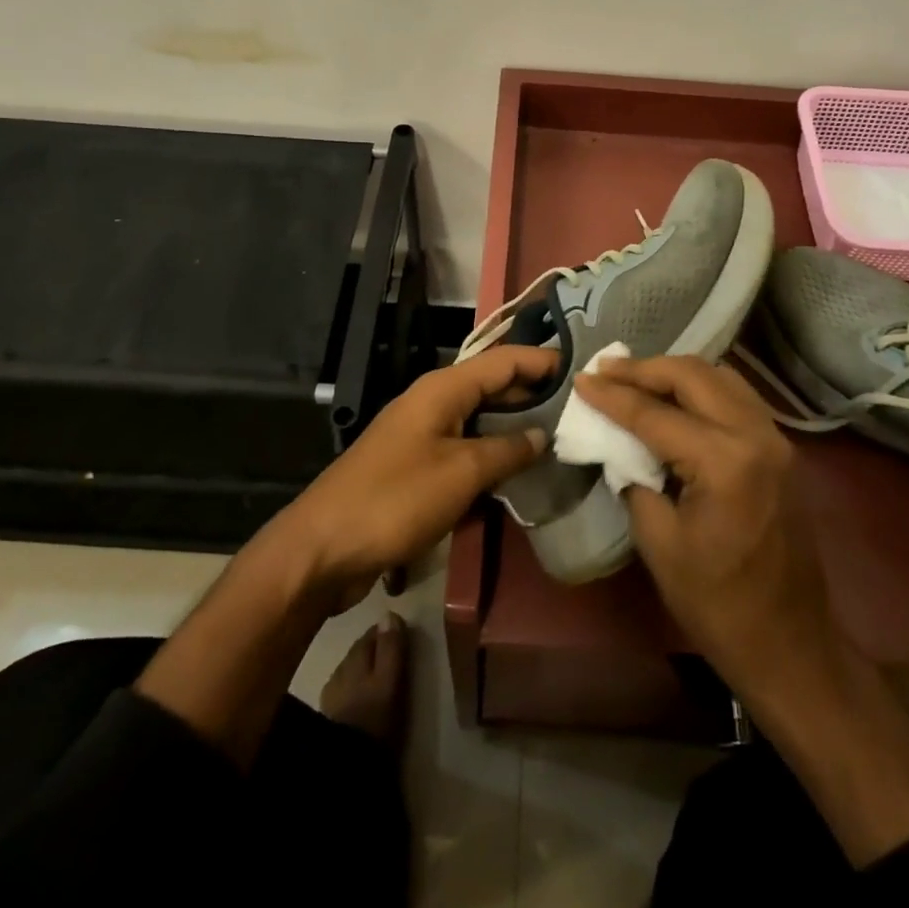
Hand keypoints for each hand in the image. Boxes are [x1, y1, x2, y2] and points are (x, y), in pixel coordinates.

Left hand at [268, 344, 555, 604]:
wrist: (323, 547)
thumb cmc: (396, 499)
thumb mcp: (461, 473)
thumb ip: (507, 450)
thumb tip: (542, 435)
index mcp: (443, 388)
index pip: (505, 360)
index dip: (544, 360)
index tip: (585, 370)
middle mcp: (434, 401)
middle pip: (494, 385)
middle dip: (535, 392)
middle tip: (582, 407)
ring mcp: (423, 432)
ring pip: (481, 418)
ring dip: (516, 425)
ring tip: (562, 435)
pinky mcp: (416, 463)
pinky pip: (465, 446)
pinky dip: (493, 452)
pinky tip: (520, 471)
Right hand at [572, 355, 838, 701]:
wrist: (790, 644)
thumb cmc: (717, 603)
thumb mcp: (659, 543)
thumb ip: (635, 479)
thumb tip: (619, 444)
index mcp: (725, 461)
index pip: (656, 413)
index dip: (613, 395)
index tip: (580, 378)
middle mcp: (756, 435)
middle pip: (692, 375)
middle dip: (644, 369)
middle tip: (605, 371)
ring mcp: (776, 438)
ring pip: (720, 376)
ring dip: (674, 372)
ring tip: (635, 378)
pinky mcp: (782, 449)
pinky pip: (737, 396)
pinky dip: (701, 387)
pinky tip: (675, 398)